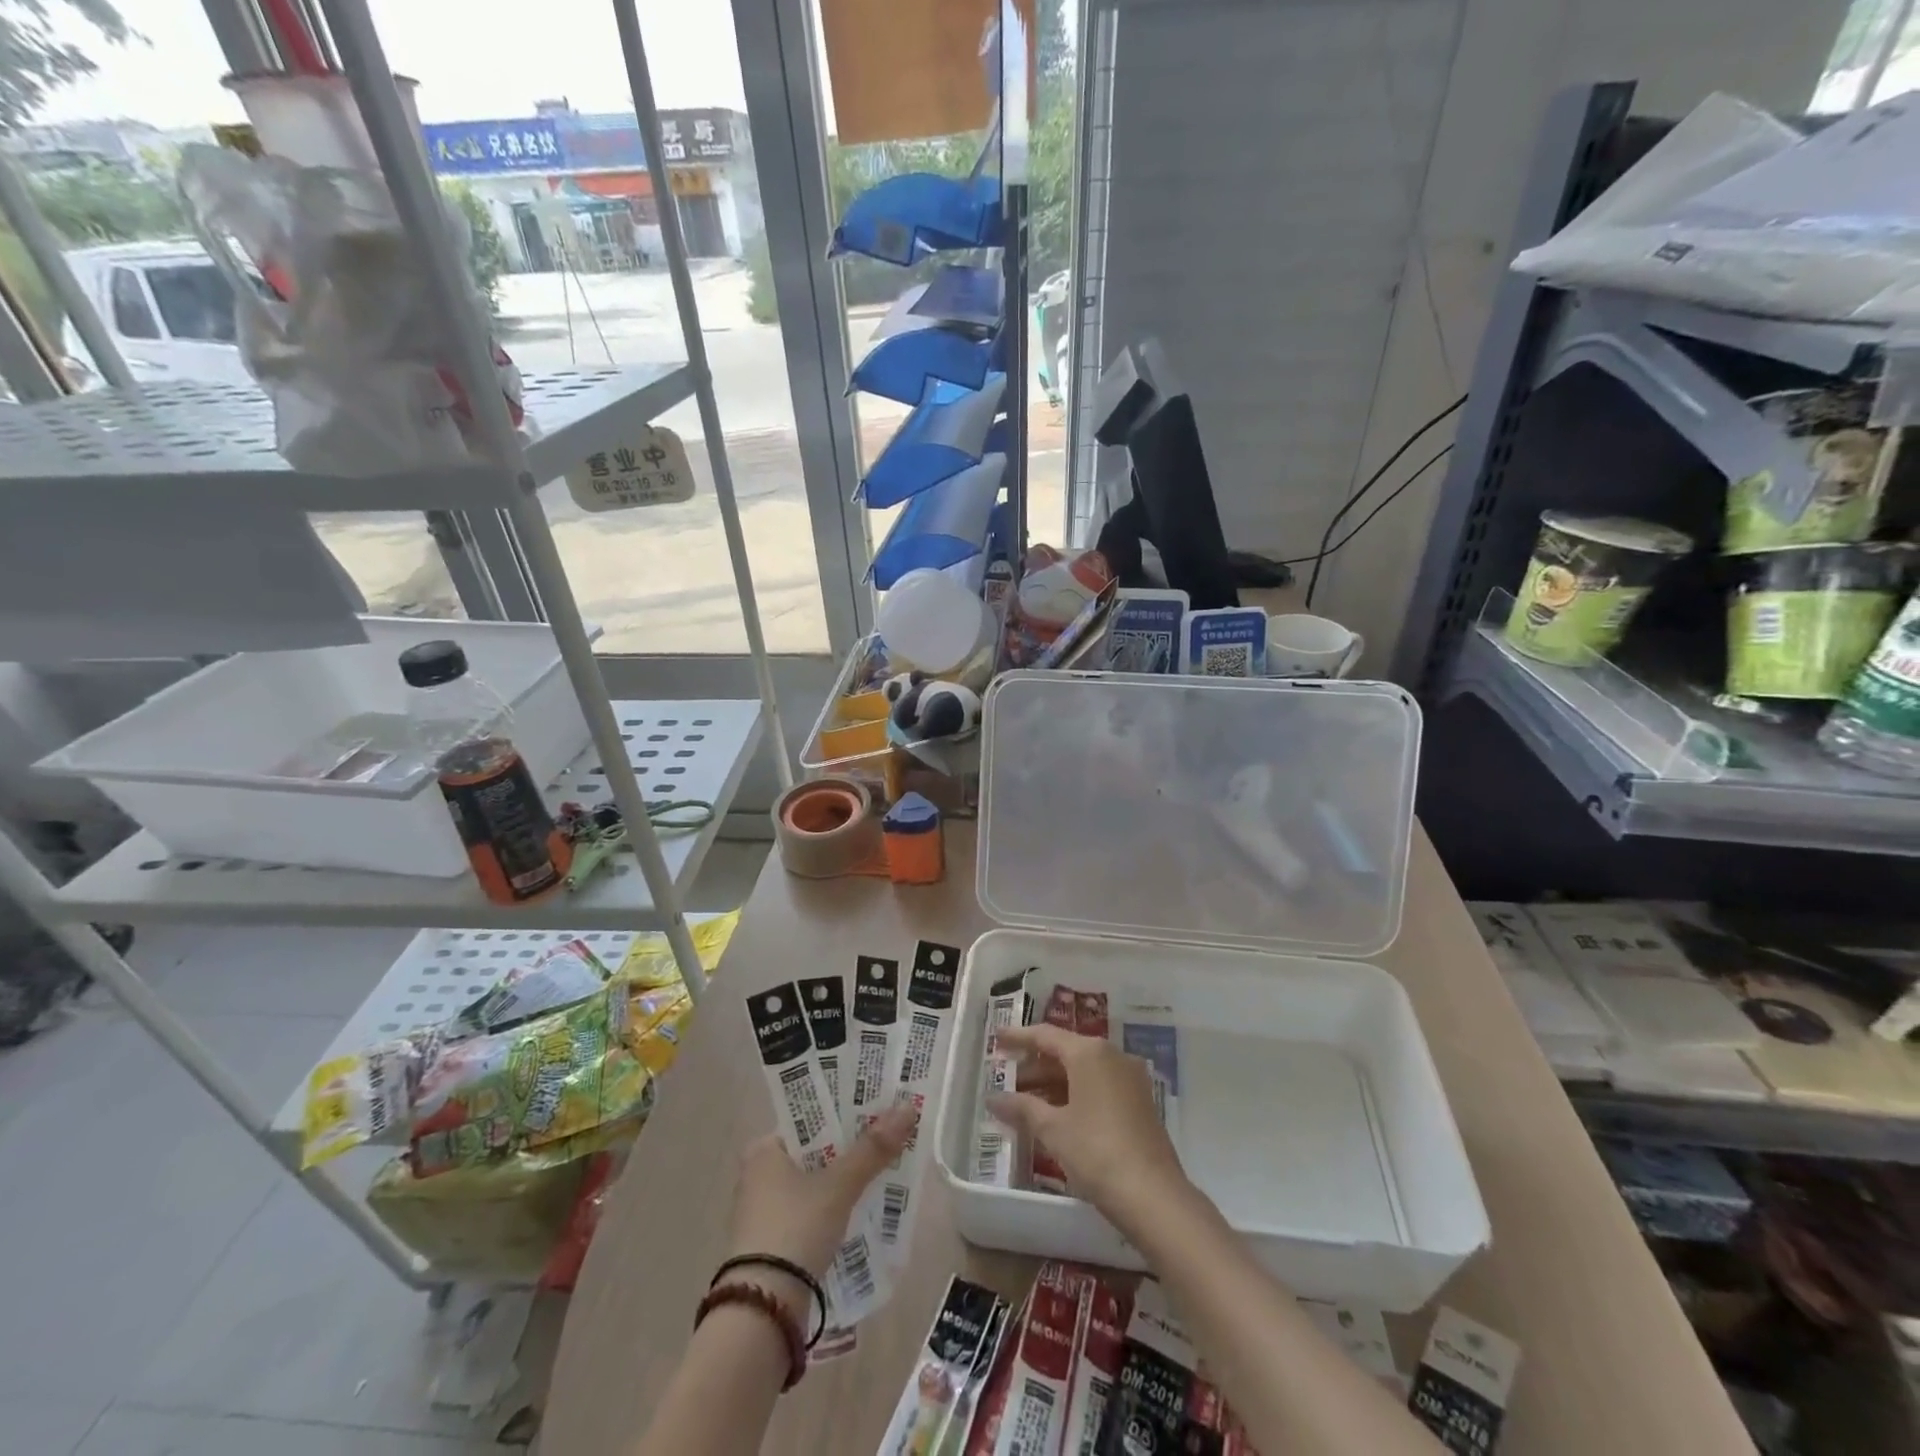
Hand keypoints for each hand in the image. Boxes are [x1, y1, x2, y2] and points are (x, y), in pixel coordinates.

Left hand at [727, 1103, 916, 1281]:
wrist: (762, 1313)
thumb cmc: (795, 1229)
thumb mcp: (839, 1186)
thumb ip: (873, 1149)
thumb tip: (907, 1108)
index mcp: (764, 1149)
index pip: (810, 1119)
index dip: (845, 1112)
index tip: (877, 1108)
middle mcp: (758, 1175)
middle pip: (815, 1151)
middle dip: (849, 1148)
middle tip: (888, 1136)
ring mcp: (763, 1212)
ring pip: (814, 1183)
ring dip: (844, 1179)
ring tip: (884, 1168)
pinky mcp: (772, 1244)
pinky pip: (811, 1211)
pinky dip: (834, 1207)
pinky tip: (862, 1208)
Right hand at [987, 1022, 1189, 1231]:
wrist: (1153, 1195)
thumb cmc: (1096, 1152)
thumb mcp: (1053, 1129)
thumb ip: (1022, 1108)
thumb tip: (993, 1098)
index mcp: (1090, 1052)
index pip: (1046, 1035)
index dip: (1018, 1037)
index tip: (996, 1039)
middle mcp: (1112, 1056)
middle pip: (1066, 1051)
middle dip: (1035, 1065)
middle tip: (1007, 1078)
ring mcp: (1129, 1078)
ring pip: (1083, 1070)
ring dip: (1054, 1082)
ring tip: (1025, 1100)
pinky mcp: (1139, 1102)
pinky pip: (1099, 1085)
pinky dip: (1074, 1093)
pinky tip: (1056, 1114)